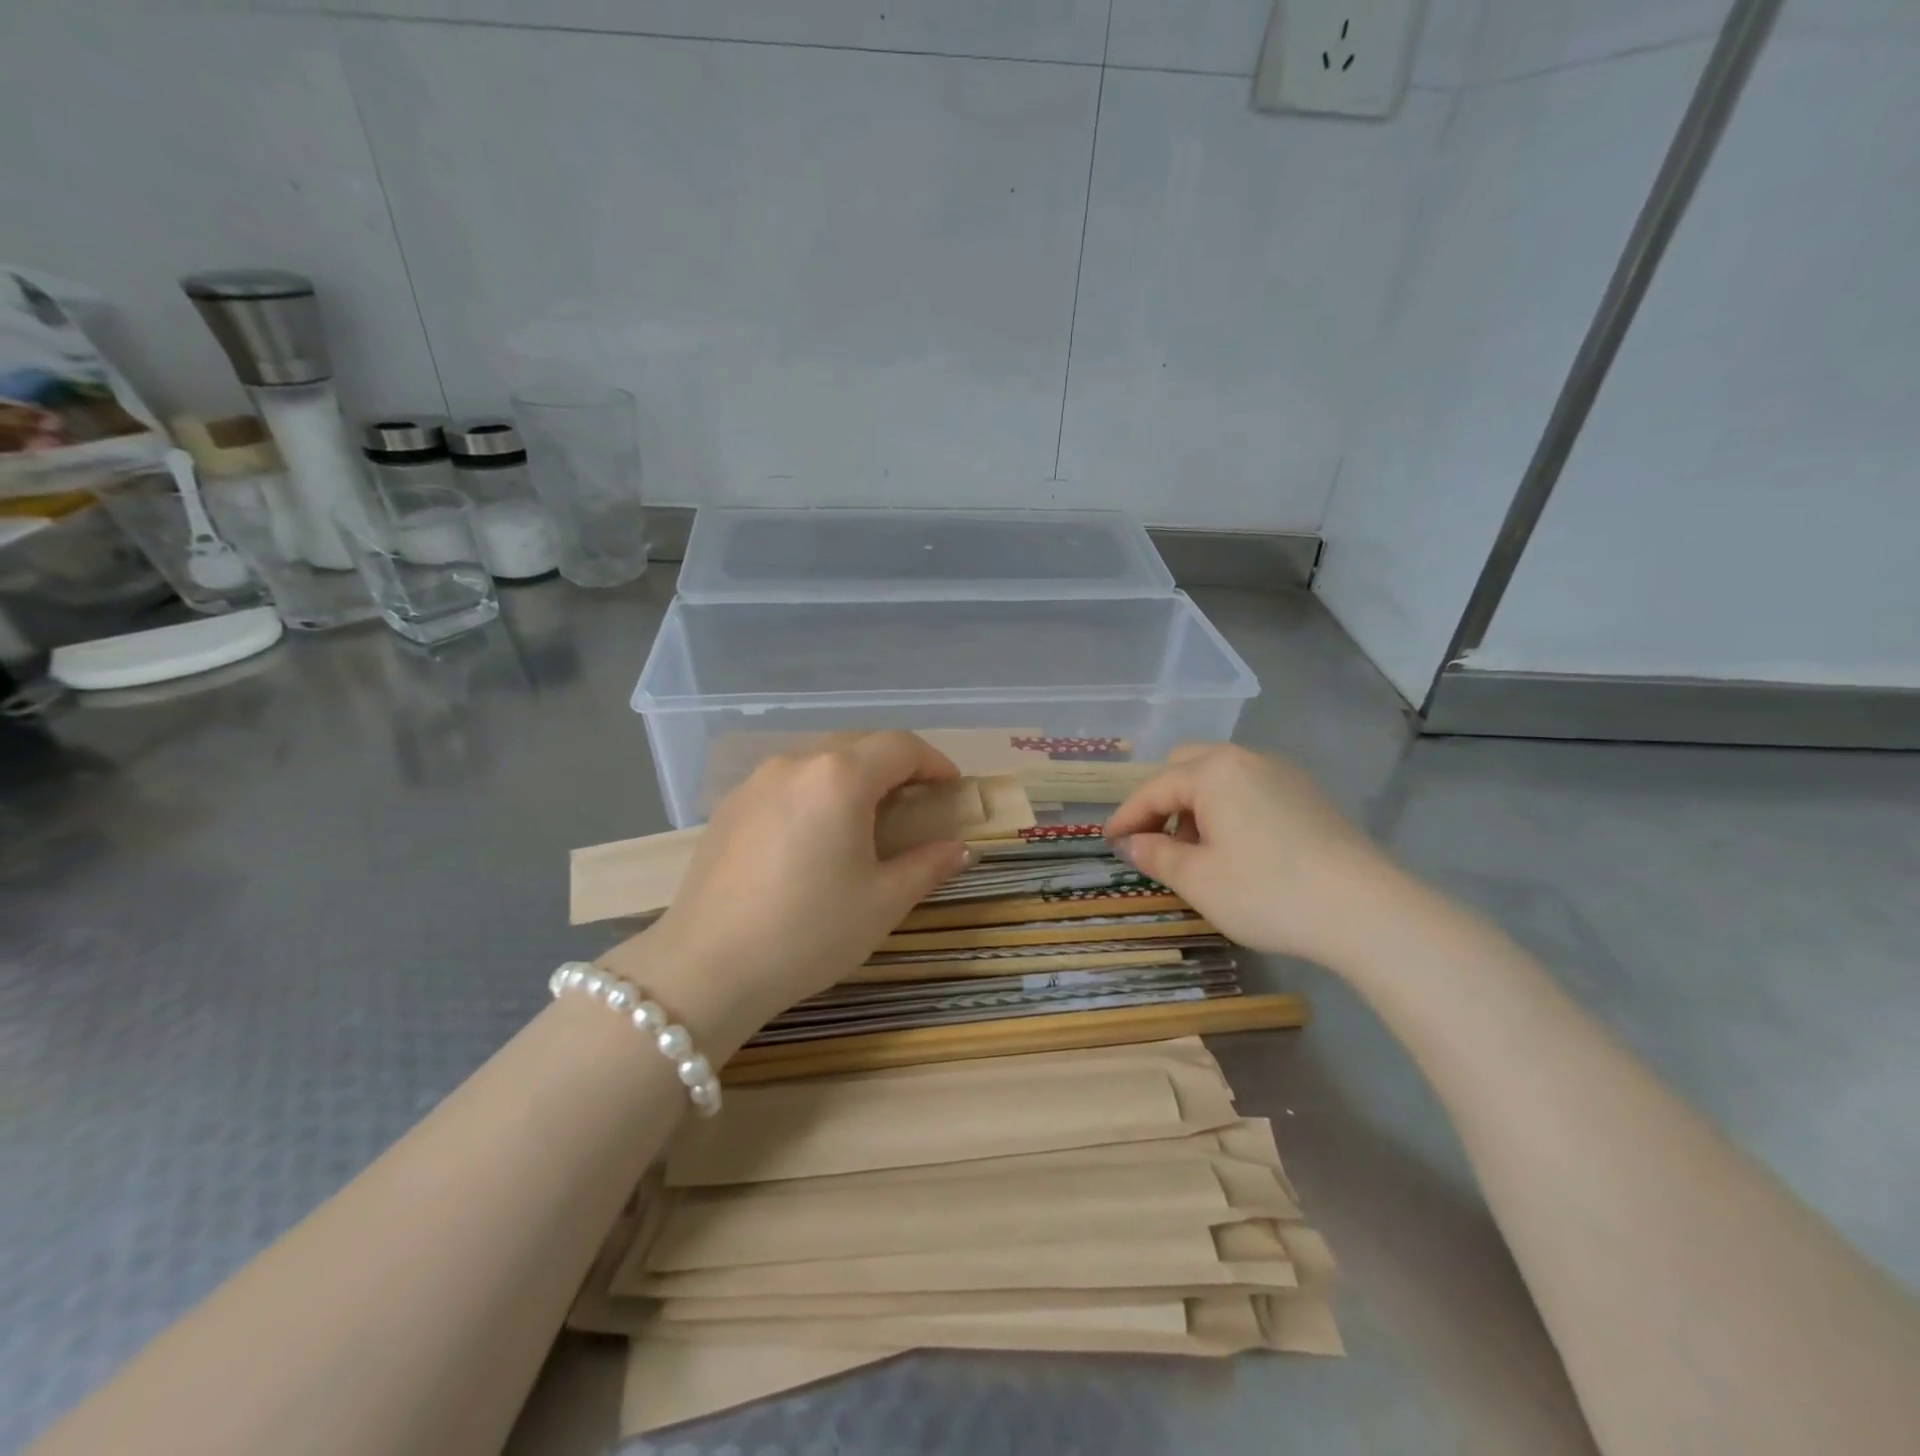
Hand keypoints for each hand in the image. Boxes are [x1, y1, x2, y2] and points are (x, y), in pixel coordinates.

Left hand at [615, 732, 970, 1053]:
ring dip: (852, 776)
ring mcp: (756, 782)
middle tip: (915, 803)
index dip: (934, 762)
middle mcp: (796, 763)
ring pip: (818, 760)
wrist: (707, 968)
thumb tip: (960, 849)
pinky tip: (813, 836)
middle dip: (894, 765)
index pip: (900, 746)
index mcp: (840, 778)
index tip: (951, 789)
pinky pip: (786, 782)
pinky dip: (815, 792)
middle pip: (858, 744)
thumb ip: (928, 865)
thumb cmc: (809, 932)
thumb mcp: (882, 902)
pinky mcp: (729, 807)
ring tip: (865, 819)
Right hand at [1104, 744, 1402, 970]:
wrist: (1367, 911)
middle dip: (1161, 801)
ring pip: (1220, 777)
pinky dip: (1227, 809)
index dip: (1126, 816)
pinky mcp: (1308, 796)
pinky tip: (1235, 849)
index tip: (1107, 842)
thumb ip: (1155, 855)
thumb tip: (1130, 843)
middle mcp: (1247, 760)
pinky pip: (1250, 789)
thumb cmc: (1268, 892)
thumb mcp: (1198, 880)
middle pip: (1186, 767)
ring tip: (1193, 851)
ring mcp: (1283, 774)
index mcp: (1214, 771)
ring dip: (1194, 805)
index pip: (1154, 788)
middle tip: (1152, 841)